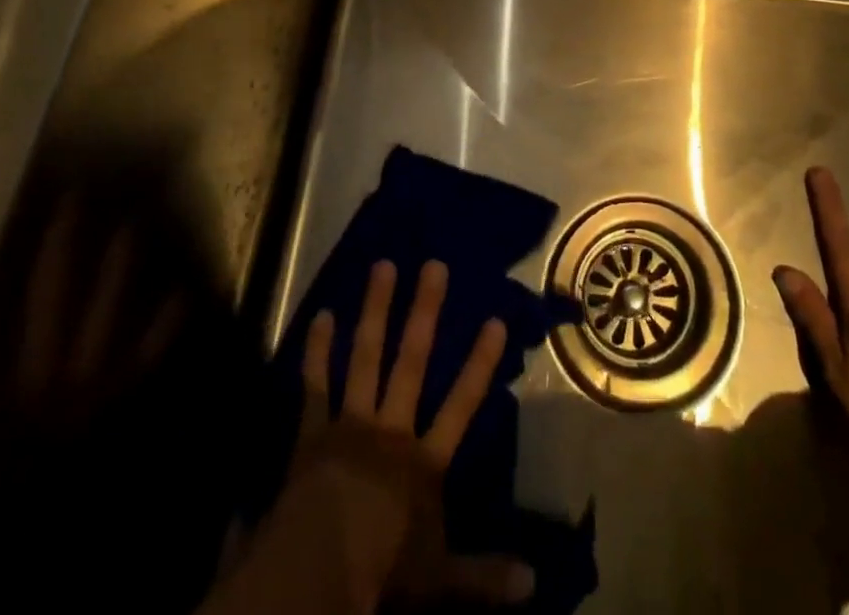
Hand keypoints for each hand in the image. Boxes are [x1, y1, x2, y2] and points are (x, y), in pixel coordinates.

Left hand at [290, 260, 533, 609]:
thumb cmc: (379, 575)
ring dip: (376, 310)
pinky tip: (322, 314)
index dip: (480, 363)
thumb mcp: (439, 581)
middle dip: (425, 312)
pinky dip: (318, 350)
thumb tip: (536, 582)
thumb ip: (484, 575)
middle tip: (434, 265)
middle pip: (412, 361)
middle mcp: (390, 429)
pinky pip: (315, 384)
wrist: (311, 577)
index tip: (496, 319)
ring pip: (366, 357)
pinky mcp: (312, 432)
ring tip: (383, 266)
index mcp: (423, 461)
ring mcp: (349, 423)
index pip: (461, 405)